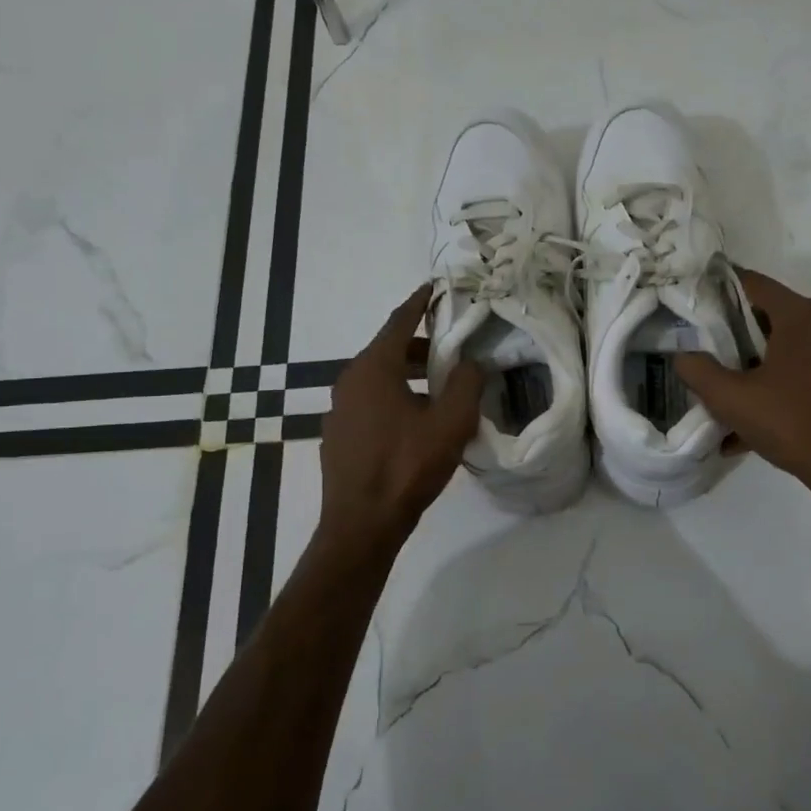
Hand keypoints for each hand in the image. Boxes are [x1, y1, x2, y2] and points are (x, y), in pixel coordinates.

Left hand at [319, 285, 484, 547]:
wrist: (362, 523)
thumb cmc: (407, 466)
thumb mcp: (451, 422)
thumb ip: (467, 383)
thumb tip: (472, 362)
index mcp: (373, 367)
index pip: (400, 321)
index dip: (420, 302)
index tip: (436, 287)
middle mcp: (349, 379)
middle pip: (389, 349)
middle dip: (422, 347)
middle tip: (453, 353)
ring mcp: (339, 408)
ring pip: (378, 377)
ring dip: (409, 375)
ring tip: (440, 390)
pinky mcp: (338, 434)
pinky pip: (370, 401)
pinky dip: (394, 397)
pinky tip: (414, 421)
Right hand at [676, 268, 810, 504]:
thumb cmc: (794, 423)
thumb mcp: (732, 399)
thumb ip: (699, 371)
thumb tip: (682, 356)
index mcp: (799, 316)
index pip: (751, 283)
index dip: (717, 289)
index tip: (690, 302)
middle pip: (765, 316)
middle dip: (729, 333)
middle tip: (697, 348)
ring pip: (781, 349)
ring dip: (749, 366)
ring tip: (717, 390)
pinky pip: (798, 374)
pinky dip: (772, 389)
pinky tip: (744, 428)